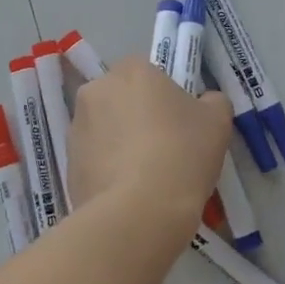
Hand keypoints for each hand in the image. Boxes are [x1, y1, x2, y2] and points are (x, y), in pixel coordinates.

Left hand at [68, 58, 231, 238]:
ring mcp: (77, 128)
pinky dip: (107, 170)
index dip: (164, 95)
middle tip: (164, 147)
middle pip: (121, 97)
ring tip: (145, 177)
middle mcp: (97, 90)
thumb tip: (205, 103)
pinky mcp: (67, 164)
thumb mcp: (217, 121)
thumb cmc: (181, 153)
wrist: (139, 213)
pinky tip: (128, 194)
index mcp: (132, 70)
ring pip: (104, 128)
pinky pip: (93, 159)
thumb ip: (212, 102)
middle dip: (136, 115)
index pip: (147, 71)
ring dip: (120, 143)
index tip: (179, 121)